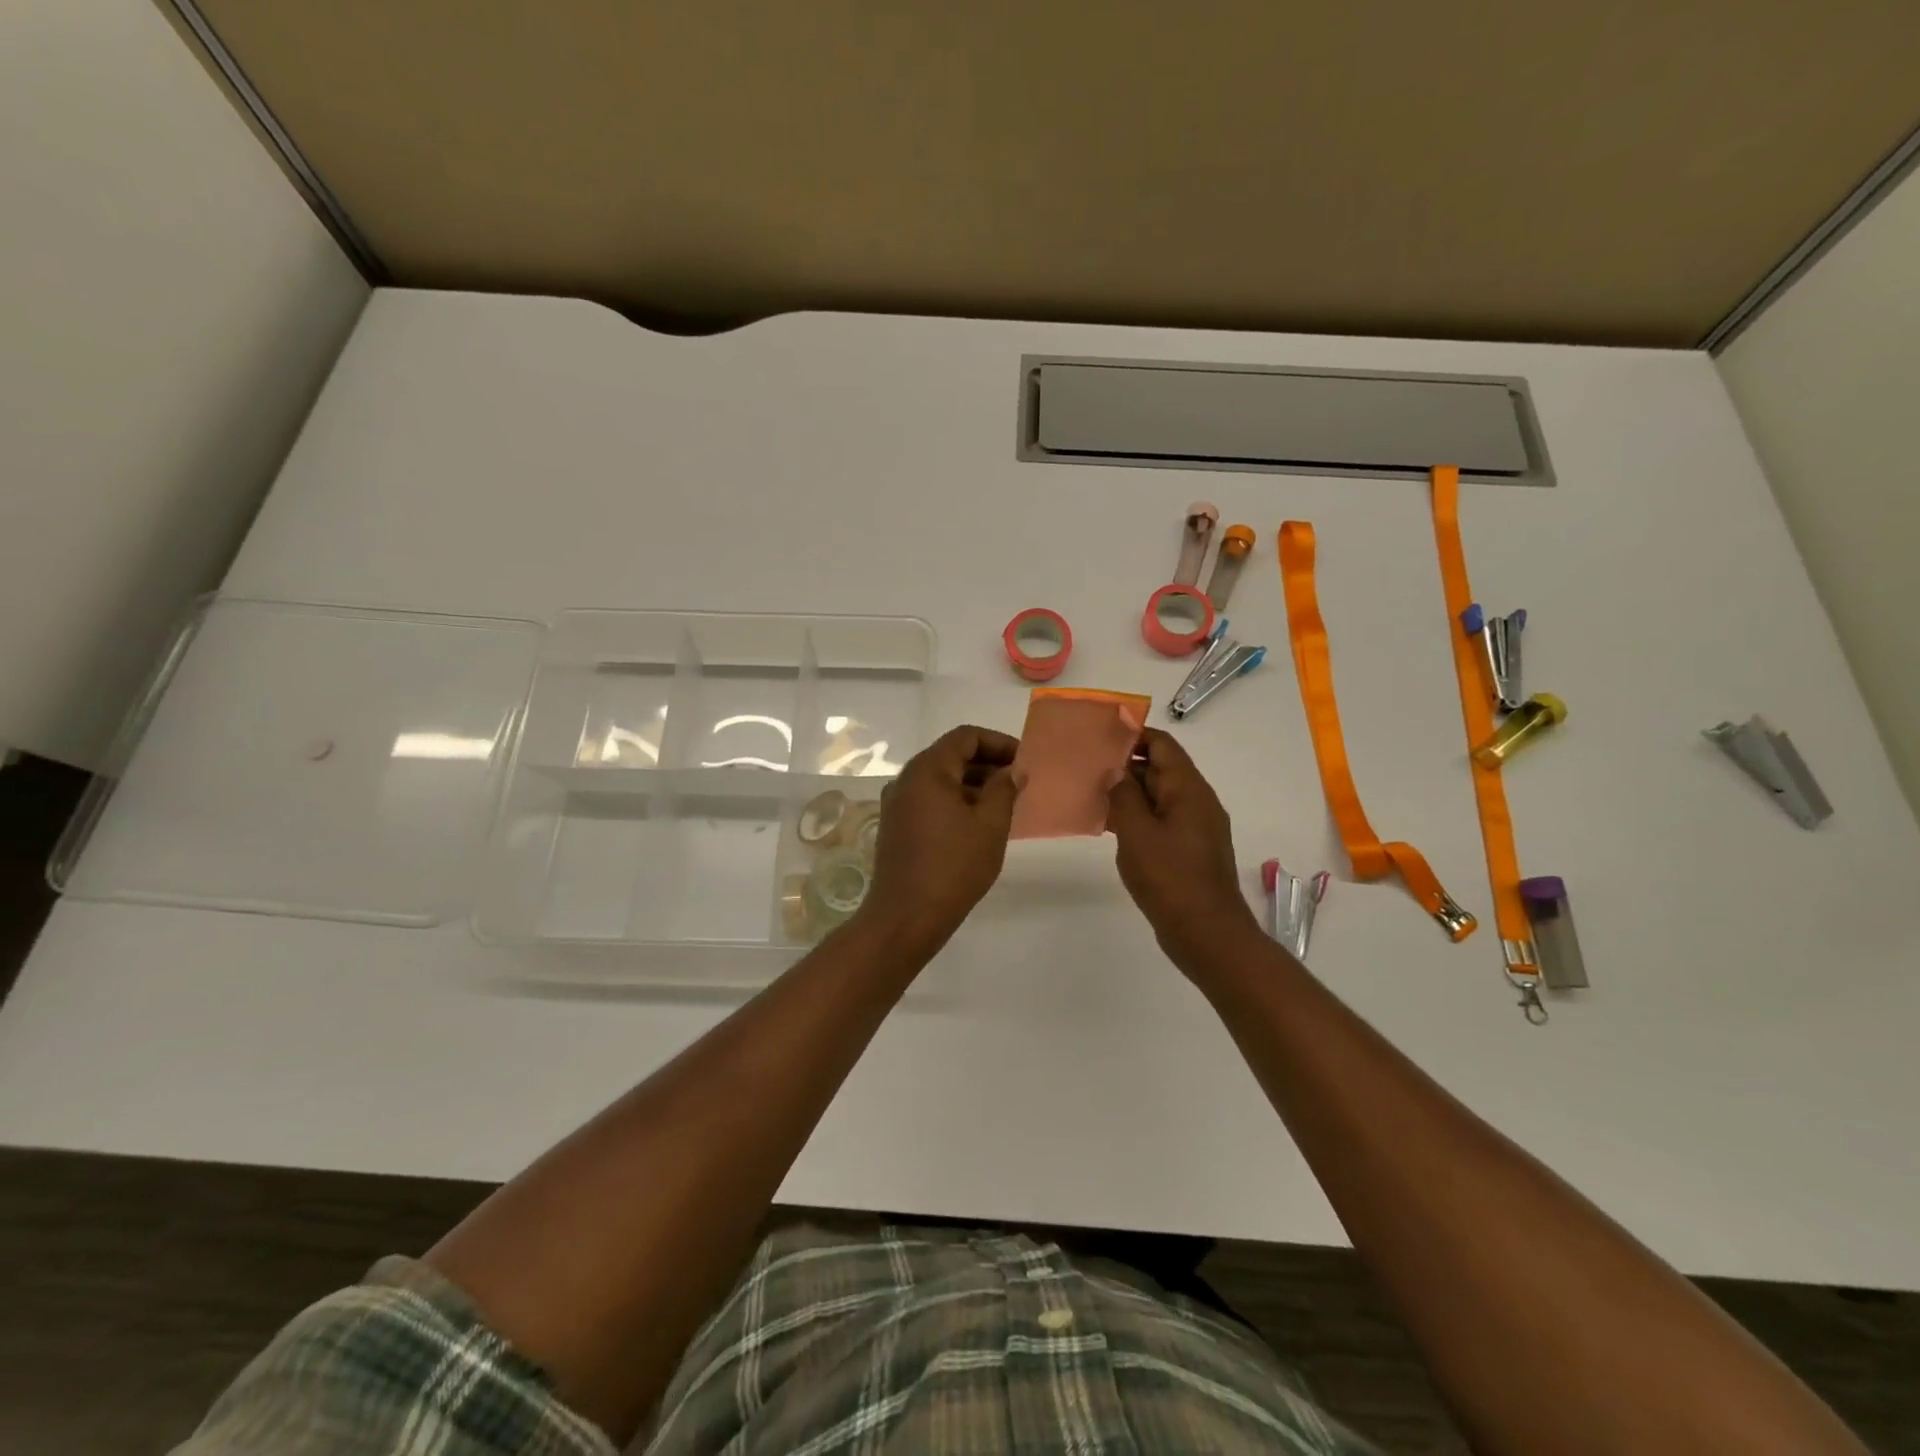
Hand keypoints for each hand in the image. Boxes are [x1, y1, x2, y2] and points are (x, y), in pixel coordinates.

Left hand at [857, 725, 1019, 955]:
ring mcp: (896, 803)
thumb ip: (1004, 789)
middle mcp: (906, 779)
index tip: (1024, 761)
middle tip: (1018, 782)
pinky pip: (929, 799)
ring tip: (1003, 803)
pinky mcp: (895, 825)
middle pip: (950, 755)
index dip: (999, 742)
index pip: (966, 737)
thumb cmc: (954, 866)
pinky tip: (976, 822)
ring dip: (972, 783)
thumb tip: (1012, 771)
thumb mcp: (990, 825)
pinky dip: (954, 801)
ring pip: (940, 779)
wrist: (906, 916)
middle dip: (987, 763)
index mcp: (927, 770)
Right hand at [1106, 728, 1264, 972]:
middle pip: (1159, 767)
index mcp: (1188, 789)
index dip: (1132, 734)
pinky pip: (1159, 820)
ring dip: (1126, 792)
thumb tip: (1115, 771)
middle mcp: (1195, 801)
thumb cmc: (1171, 879)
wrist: (1206, 934)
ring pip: (1157, 796)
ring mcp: (1193, 826)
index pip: (1161, 744)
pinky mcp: (1187, 849)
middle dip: (1123, 764)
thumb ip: (1124, 796)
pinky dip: (1135, 816)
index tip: (1098, 735)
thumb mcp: (1138, 833)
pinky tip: (1106, 825)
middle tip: (1084, 765)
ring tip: (1088, 792)